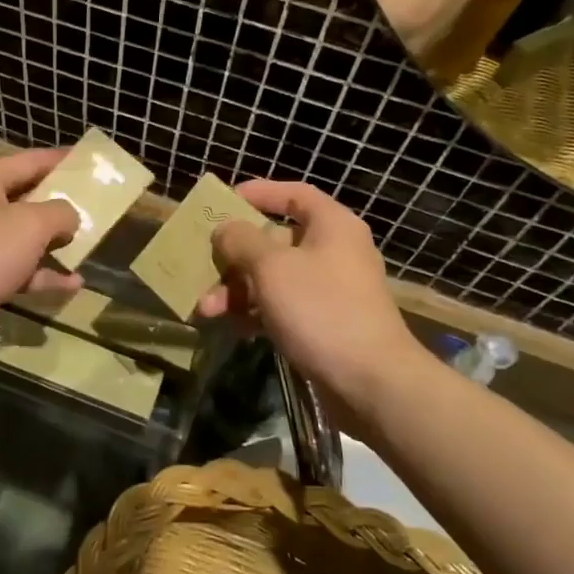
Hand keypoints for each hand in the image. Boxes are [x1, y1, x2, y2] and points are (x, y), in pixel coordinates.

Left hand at [0, 149, 84, 366]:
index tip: (91, 163)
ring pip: (22, 235)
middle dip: (60, 203)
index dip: (62, 160)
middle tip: (97, 206)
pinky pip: (15, 267)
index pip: (30, 160)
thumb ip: (59, 213)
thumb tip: (69, 216)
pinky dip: (41, 274)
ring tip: (88, 245)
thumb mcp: (31, 225)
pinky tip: (72, 284)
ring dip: (53, 242)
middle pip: (26, 197)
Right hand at [196, 180, 434, 409]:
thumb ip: (242, 241)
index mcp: (331, 226)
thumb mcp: (272, 267)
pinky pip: (282, 306)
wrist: (370, 381)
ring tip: (205, 309)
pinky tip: (229, 326)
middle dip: (235, 256)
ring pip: (274, 278)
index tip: (225, 201)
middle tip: (204, 266)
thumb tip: (226, 229)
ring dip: (237, 289)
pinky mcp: (324, 323)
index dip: (259, 193)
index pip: (294, 194)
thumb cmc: (320, 309)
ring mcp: (330, 290)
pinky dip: (255, 312)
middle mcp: (334, 252)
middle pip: (276, 241)